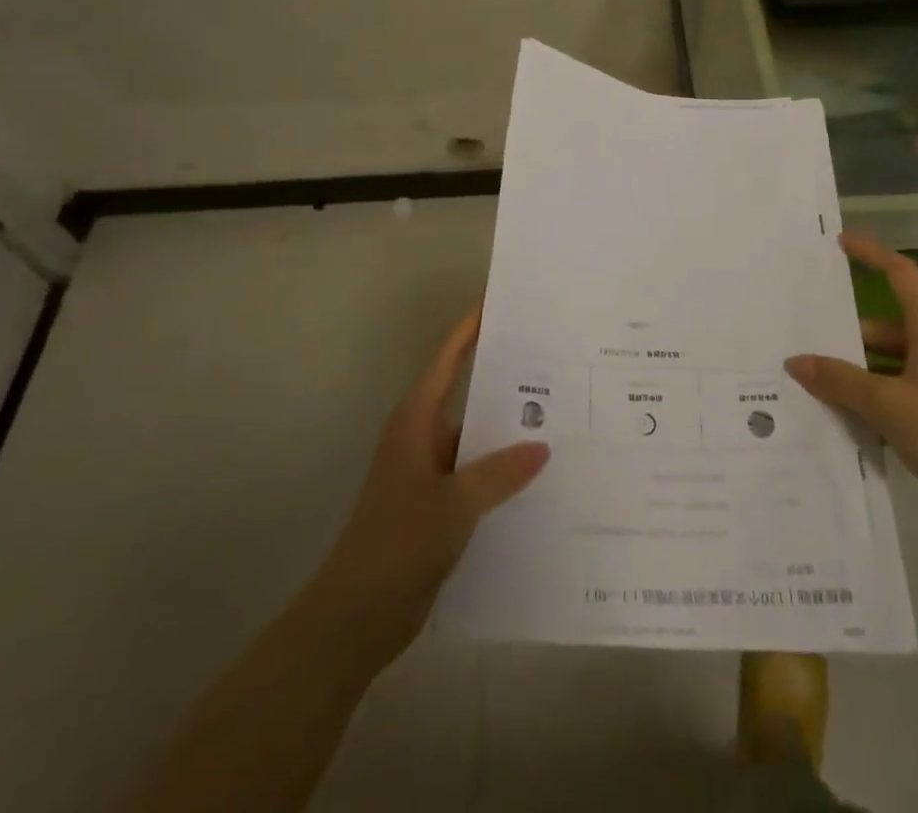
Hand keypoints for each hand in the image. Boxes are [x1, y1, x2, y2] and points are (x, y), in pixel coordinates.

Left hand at [308, 307, 548, 668]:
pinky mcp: (438, 505)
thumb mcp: (455, 503)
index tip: (498, 301)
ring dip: (508, 433)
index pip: (447, 360)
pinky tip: (540, 477)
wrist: (357, 615)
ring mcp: (430, 472)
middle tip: (554, 362)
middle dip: (505, 380)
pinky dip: (503, 472)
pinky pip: (478, 474)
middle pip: (467, 394)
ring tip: (561, 418)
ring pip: (476, 438)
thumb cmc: (398, 541)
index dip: (470, 328)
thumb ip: (500, 472)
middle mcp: (423, 437)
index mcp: (417, 420)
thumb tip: (542, 447)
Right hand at [785, 233, 917, 526]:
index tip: (840, 243)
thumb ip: (839, 381)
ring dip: (856, 370)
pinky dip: (871, 396)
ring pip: (887, 361)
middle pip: (884, 325)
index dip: (872, 254)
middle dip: (846, 333)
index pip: (901, 274)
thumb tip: (795, 362)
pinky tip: (842, 415)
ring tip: (813, 381)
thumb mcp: (886, 404)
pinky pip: (896, 389)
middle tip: (805, 337)